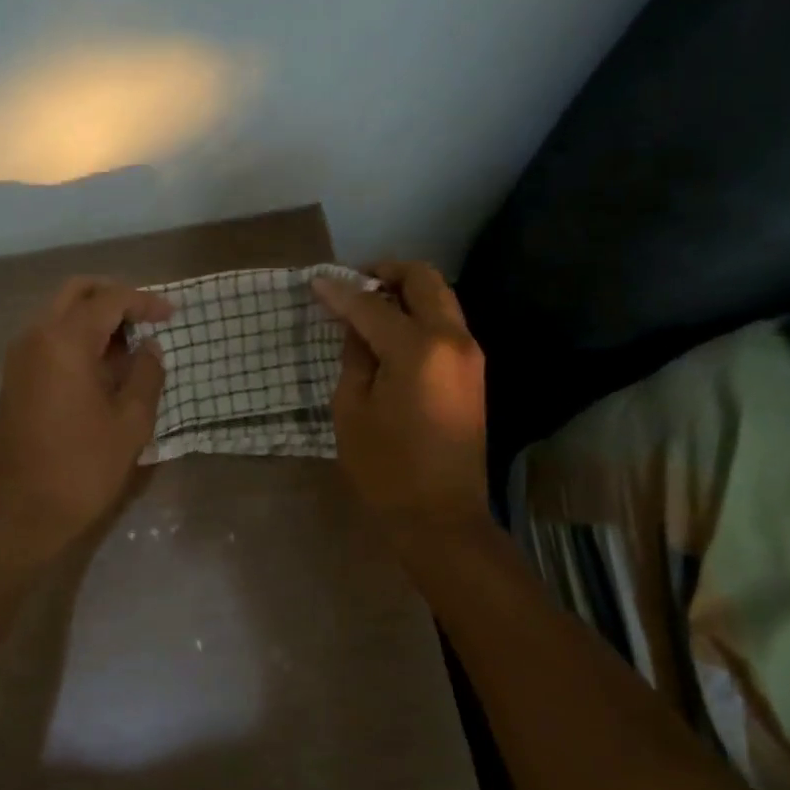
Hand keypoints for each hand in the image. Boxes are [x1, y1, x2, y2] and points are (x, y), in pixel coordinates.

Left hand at [0, 276, 172, 559]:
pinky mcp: (15, 379)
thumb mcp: (131, 423)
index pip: (109, 300)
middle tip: (146, 319)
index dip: (144, 302)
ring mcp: (19, 358)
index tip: (172, 315)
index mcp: (64, 342)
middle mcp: (35, 337)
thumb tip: (149, 348)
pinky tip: (104, 367)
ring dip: (94, 318)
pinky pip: (48, 338)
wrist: (21, 513)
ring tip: (130, 347)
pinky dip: (77, 338)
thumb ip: (146, 375)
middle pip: (76, 292)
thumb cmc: (82, 468)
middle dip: (113, 297)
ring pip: (59, 313)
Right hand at [312, 261, 489, 535]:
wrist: (440, 516)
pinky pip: (446, 324)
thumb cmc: (385, 468)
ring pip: (440, 299)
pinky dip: (419, 315)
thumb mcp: (352, 409)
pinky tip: (390, 334)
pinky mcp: (473, 373)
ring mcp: (470, 355)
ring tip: (368, 307)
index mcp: (419, 349)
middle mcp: (454, 340)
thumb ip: (356, 356)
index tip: (316, 281)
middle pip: (424, 280)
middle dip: (387, 273)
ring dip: (406, 293)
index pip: (373, 305)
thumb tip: (356, 325)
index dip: (340, 292)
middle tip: (352, 284)